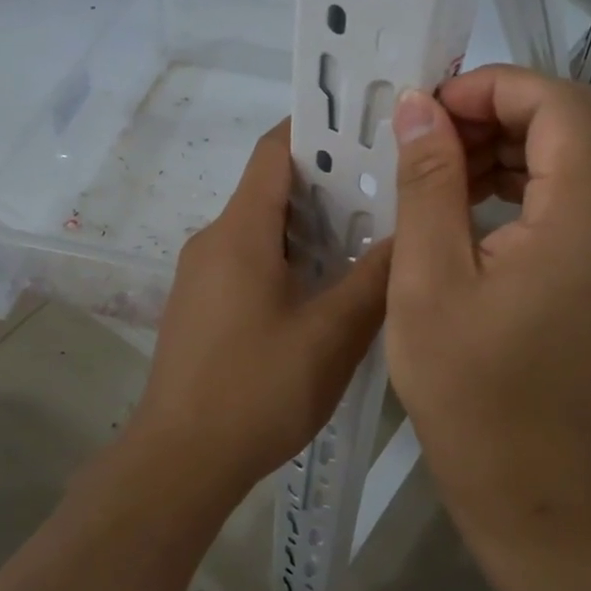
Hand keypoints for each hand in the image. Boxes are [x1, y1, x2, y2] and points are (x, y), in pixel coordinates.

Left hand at [134, 122, 390, 492]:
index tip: (367, 127)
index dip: (317, 128)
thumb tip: (411, 231)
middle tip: (389, 187)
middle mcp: (214, 239)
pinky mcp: (202, 304)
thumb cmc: (256, 391)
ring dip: (312, 223)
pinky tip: (328, 285)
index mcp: (240, 231)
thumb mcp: (331, 335)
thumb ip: (375, 279)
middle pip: (272, 186)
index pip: (275, 150)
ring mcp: (202, 273)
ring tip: (371, 233)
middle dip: (328, 180)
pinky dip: (290, 255)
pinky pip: (250, 258)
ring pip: (263, 226)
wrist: (179, 463)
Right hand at [384, 66, 590, 538]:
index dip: (491, 87)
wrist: (535, 490)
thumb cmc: (470, 393)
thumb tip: (419, 107)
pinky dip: (528, 180)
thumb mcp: (429, 280)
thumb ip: (427, 182)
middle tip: (430, 136)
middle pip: (575, 120)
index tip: (428, 109)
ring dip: (512, 143)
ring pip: (579, 153)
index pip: (558, 103)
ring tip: (443, 167)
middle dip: (499, 109)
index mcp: (588, 219)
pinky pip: (580, 194)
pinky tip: (474, 202)